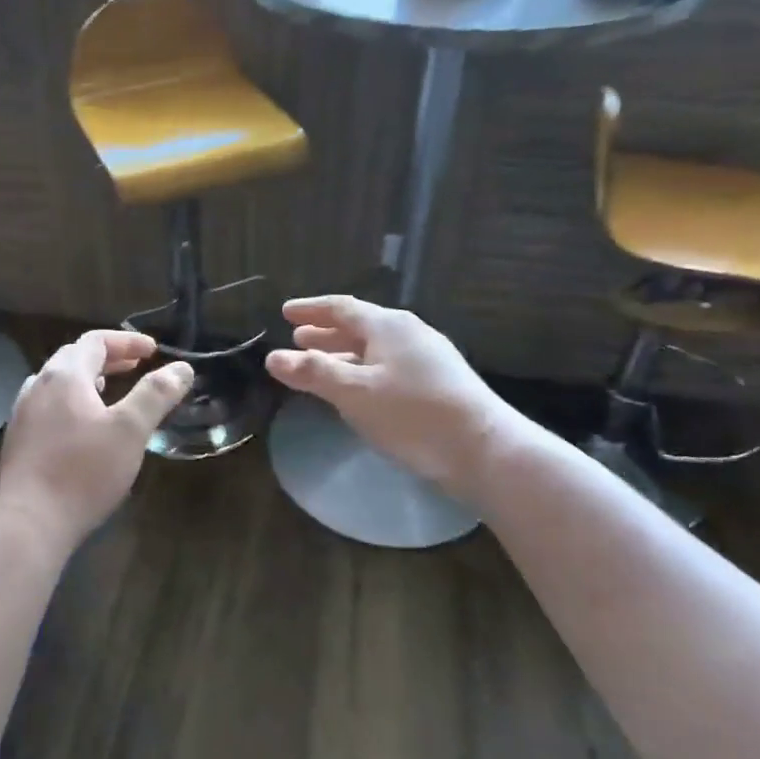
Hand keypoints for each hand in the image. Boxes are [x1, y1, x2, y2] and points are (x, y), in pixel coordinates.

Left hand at [0, 329, 193, 553]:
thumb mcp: (130, 431)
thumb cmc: (83, 471)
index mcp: (64, 375)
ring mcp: (23, 413)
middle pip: (74, 357)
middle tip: (136, 366)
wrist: (29, 522)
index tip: (153, 351)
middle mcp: (38, 386)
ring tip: (110, 391)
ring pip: (58, 382)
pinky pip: (48, 406)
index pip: (95, 341)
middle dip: (108, 357)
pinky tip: (82, 426)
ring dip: (87, 379)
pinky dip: (71, 402)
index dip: (127, 341)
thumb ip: (156, 395)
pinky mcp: (19, 440)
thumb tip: (182, 368)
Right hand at [264, 296, 525, 508]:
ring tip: (320, 364)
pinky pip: (390, 365)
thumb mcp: (354, 393)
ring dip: (344, 353)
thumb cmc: (413, 415)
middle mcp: (409, 333)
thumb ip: (312, 372)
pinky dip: (364, 370)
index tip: (285, 312)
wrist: (486, 451)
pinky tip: (359, 390)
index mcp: (388, 326)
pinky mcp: (440, 383)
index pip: (341, 307)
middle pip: (359, 326)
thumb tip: (272, 357)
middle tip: (298, 339)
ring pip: (375, 348)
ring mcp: (429, 358)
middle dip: (326, 333)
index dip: (311, 309)